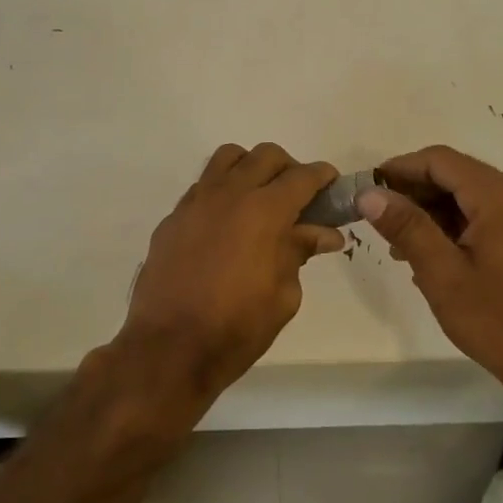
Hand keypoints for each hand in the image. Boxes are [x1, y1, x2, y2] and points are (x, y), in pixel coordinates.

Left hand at [106, 143, 344, 422]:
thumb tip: (324, 233)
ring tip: (258, 200)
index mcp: (265, 211)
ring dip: (251, 169)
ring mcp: (196, 202)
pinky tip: (226, 225)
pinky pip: (202, 186)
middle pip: (265, 155)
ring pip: (228, 159)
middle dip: (289, 168)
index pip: (303, 176)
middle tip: (298, 198)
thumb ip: (300, 252)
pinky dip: (222, 192)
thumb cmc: (237, 327)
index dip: (323, 177)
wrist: (169, 348)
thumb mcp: (284, 295)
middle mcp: (230, 194)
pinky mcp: (173, 218)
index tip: (332, 186)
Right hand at [360, 145, 502, 388]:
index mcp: (502, 197)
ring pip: (472, 195)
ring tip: (398, 241)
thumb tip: (369, 194)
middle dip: (416, 190)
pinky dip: (457, 224)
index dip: (401, 167)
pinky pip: (489, 214)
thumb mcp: (442, 274)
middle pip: (458, 175)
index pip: (442, 161)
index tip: (369, 185)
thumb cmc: (495, 318)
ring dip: (434, 210)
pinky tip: (432, 251)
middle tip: (379, 215)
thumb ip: (406, 227)